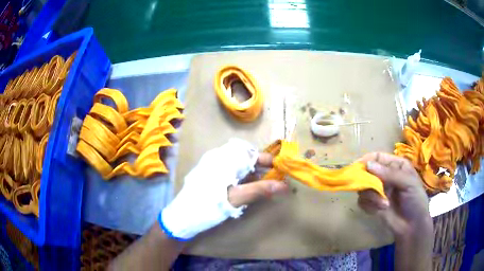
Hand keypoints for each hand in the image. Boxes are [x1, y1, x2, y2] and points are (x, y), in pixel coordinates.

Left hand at [161, 138, 288, 239]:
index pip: (252, 154)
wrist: (183, 215)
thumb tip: (283, 185)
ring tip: (261, 184)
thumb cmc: (210, 204)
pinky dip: (240, 175)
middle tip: (272, 179)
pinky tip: (244, 187)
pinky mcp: (208, 173)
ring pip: (237, 163)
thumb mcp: (237, 198)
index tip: (280, 168)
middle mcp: (218, 157)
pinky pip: (228, 169)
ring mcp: (211, 164)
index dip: (267, 160)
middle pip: (245, 157)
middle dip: (260, 167)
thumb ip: (260, 189)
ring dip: (250, 172)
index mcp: (225, 159)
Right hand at [357, 152, 431, 237]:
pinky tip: (379, 210)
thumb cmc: (415, 200)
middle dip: (367, 182)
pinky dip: (369, 206)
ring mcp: (378, 191)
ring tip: (384, 204)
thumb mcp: (408, 183)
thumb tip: (368, 165)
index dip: (366, 160)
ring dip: (371, 197)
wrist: (412, 226)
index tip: (357, 168)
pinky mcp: (373, 204)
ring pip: (363, 188)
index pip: (377, 157)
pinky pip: (362, 201)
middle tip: (372, 190)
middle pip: (367, 172)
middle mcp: (385, 176)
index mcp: (395, 165)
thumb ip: (390, 174)